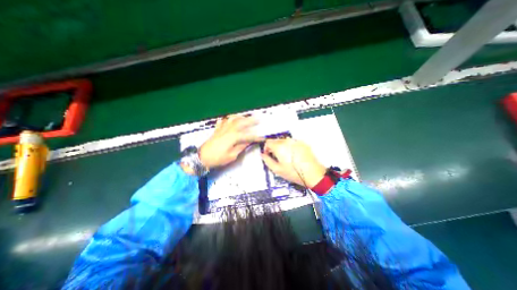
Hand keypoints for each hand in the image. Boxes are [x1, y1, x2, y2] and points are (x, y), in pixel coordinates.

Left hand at [198, 114, 262, 168]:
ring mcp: (222, 128)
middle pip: (241, 122)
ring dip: (240, 116)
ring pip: (232, 118)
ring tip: (246, 116)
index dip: (256, 136)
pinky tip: (230, 119)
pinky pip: (223, 121)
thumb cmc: (218, 158)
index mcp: (233, 137)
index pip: (248, 135)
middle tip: (258, 119)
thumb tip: (248, 142)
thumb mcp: (232, 155)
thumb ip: (241, 147)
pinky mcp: (217, 129)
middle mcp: (229, 129)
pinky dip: (228, 118)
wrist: (202, 157)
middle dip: (251, 120)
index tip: (263, 137)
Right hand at [261, 138, 323, 188]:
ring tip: (285, 156)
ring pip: (284, 141)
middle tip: (276, 157)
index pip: (268, 142)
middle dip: (274, 147)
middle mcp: (287, 141)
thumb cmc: (293, 172)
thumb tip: (263, 155)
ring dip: (282, 146)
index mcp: (279, 147)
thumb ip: (267, 160)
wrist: (313, 173)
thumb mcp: (277, 169)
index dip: (266, 148)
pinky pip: (292, 142)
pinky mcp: (303, 143)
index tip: (268, 154)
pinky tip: (293, 155)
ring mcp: (296, 141)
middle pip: (276, 140)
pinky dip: (290, 147)